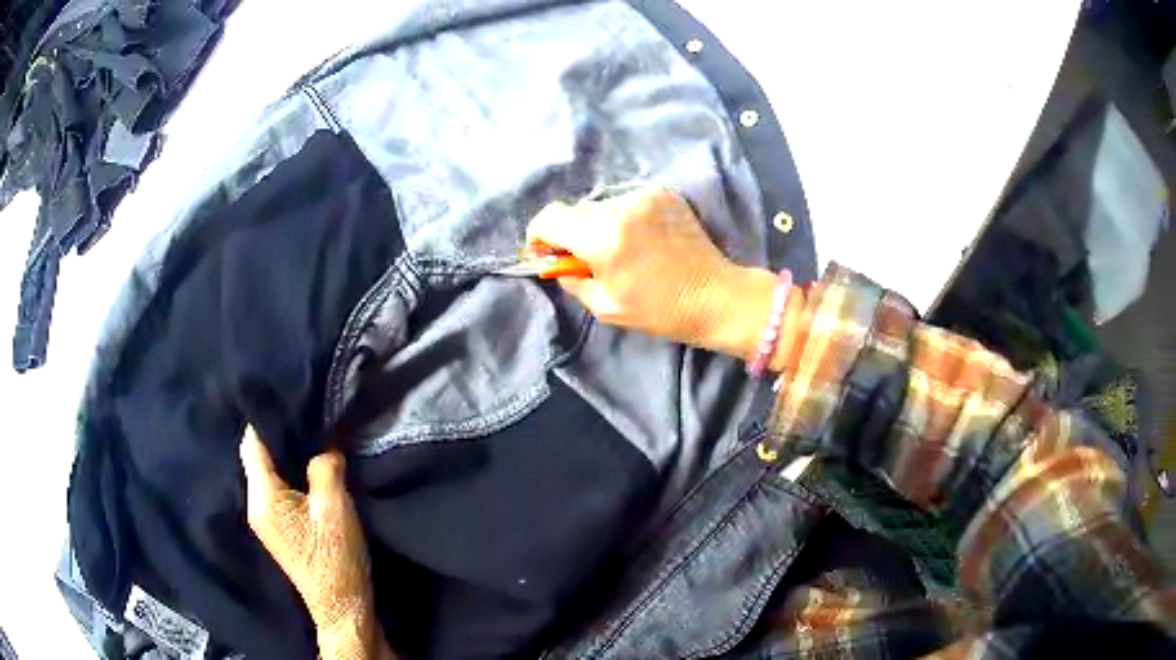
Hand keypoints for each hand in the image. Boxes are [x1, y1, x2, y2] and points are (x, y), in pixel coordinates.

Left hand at [240, 427, 392, 658]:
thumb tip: (324, 445)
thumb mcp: (334, 507)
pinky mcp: (278, 529)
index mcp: (263, 496)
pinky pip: (275, 488)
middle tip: (302, 411)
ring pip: (266, 473)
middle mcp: (255, 505)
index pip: (252, 444)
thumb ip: (325, 467)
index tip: (283, 393)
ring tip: (307, 434)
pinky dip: (287, 473)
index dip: (264, 417)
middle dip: (275, 433)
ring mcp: (264, 519)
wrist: (340, 607)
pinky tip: (306, 468)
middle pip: (256, 457)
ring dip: (283, 454)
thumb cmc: (335, 558)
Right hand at [526, 188, 741, 345]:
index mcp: (602, 237)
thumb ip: (572, 278)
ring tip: (622, 251)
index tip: (547, 253)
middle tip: (588, 259)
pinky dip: (624, 219)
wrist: (716, 296)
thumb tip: (557, 262)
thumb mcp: (604, 305)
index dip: (539, 236)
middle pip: (574, 211)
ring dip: (599, 225)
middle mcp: (620, 207)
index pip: (548, 218)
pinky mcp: (663, 193)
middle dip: (572, 234)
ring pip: (601, 206)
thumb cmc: (660, 310)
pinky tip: (642, 240)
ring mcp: (644, 196)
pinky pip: (626, 203)